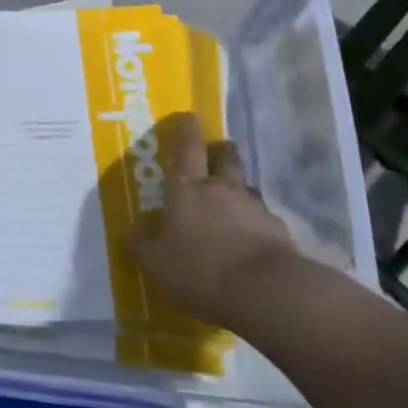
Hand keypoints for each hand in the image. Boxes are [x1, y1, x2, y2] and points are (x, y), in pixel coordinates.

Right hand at [129, 112, 300, 333]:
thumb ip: (141, 245)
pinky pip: (264, 219)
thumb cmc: (201, 269)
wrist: (266, 292)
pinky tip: (253, 239)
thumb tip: (129, 231)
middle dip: (221, 150)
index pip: (186, 147)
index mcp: (187, 188)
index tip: (189, 115)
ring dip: (240, 189)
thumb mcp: (157, 263)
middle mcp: (221, 189)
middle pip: (225, 158)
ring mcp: (254, 208)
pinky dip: (257, 223)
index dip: (187, 129)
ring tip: (234, 201)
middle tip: (218, 150)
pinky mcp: (278, 231)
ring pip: (246, 187)